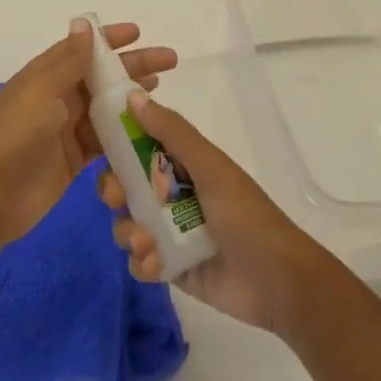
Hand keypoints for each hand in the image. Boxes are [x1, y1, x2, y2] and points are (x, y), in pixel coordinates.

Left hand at [0, 18, 177, 249]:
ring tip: (160, 91)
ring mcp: (66, 129)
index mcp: (45, 76)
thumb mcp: (42, 91)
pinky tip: (148, 130)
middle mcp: (57, 98)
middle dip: (133, 67)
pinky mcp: (75, 158)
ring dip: (131, 98)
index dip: (109, 39)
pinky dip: (124, 133)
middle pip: (101, 76)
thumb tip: (83, 23)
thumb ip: (68, 60)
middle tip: (169, 62)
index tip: (138, 33)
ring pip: (106, 107)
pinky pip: (105, 139)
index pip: (81, 49)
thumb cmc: (16, 136)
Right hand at [100, 90, 332, 336]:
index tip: (101, 150)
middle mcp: (173, 195)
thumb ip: (172, 132)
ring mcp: (170, 233)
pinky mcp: (171, 267)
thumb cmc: (245, 215)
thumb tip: (133, 97)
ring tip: (146, 243)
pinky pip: (139, 261)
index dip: (117, 147)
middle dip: (115, 192)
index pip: (139, 147)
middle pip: (126, 186)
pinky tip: (157, 265)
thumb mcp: (210, 167)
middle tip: (117, 199)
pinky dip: (141, 262)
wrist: (278, 282)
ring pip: (128, 224)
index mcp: (184, 165)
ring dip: (128, 231)